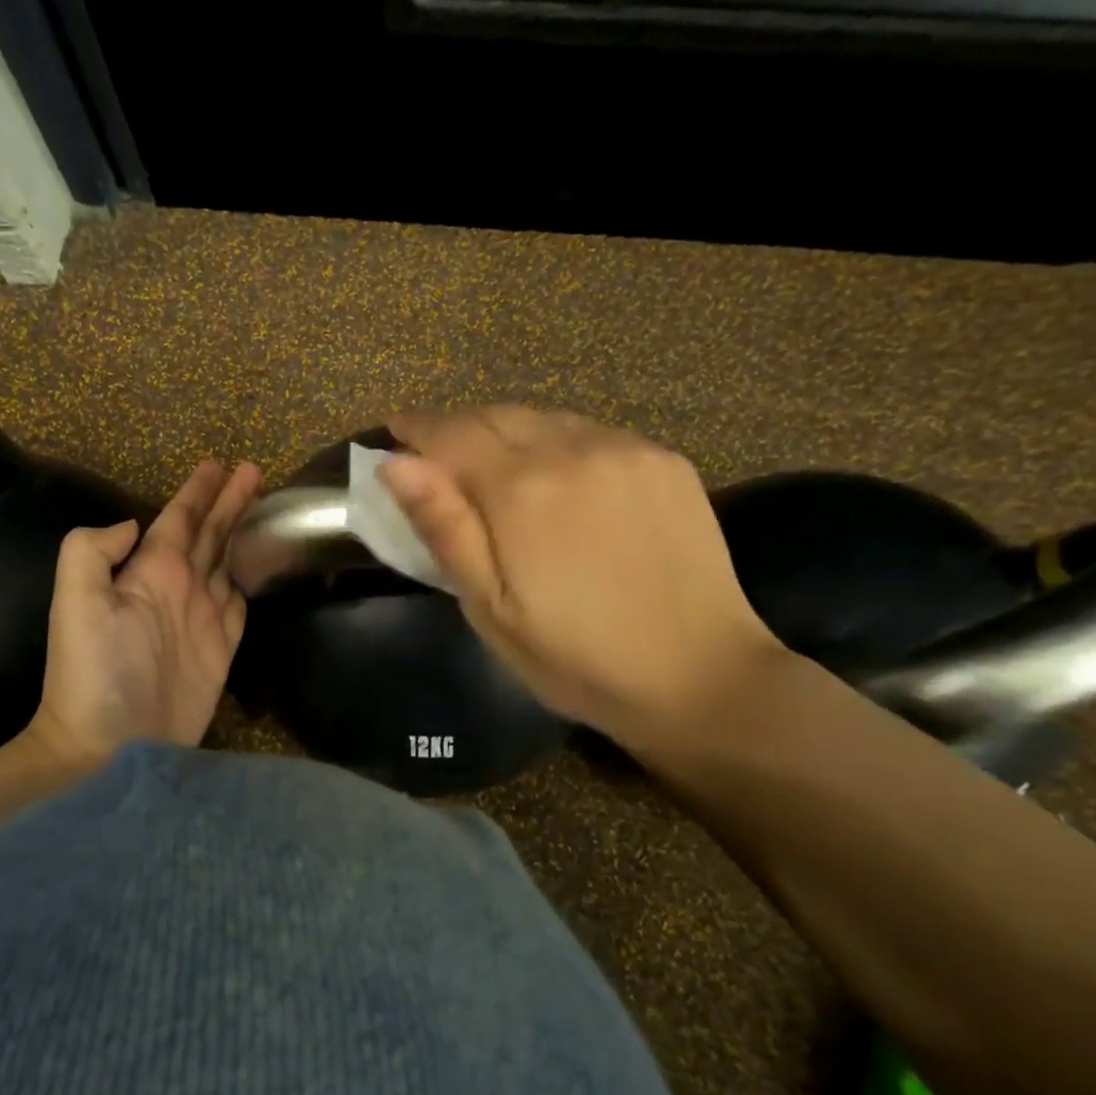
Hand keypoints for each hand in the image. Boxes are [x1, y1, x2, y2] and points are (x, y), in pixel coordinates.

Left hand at [28, 460, 261, 764]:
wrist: (109, 745)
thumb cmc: (95, 671)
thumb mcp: (76, 600)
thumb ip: (94, 550)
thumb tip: (135, 525)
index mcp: (149, 570)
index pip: (179, 518)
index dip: (199, 491)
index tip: (221, 464)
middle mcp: (178, 587)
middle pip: (210, 533)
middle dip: (230, 502)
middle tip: (255, 471)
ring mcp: (201, 618)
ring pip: (228, 562)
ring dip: (243, 534)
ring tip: (264, 509)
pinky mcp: (221, 649)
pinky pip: (241, 604)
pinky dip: (251, 582)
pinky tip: (260, 566)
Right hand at [379, 406, 785, 755]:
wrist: (701, 677)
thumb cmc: (576, 658)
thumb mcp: (490, 609)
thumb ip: (444, 528)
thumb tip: (395, 465)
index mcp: (521, 490)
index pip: (451, 434)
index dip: (417, 429)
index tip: (394, 431)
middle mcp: (572, 450)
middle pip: (497, 416)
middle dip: (458, 428)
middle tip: (435, 453)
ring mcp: (625, 450)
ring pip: (544, 419)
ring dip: (506, 432)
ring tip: (490, 464)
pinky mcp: (663, 461)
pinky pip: (590, 433)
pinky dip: (556, 442)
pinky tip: (556, 477)